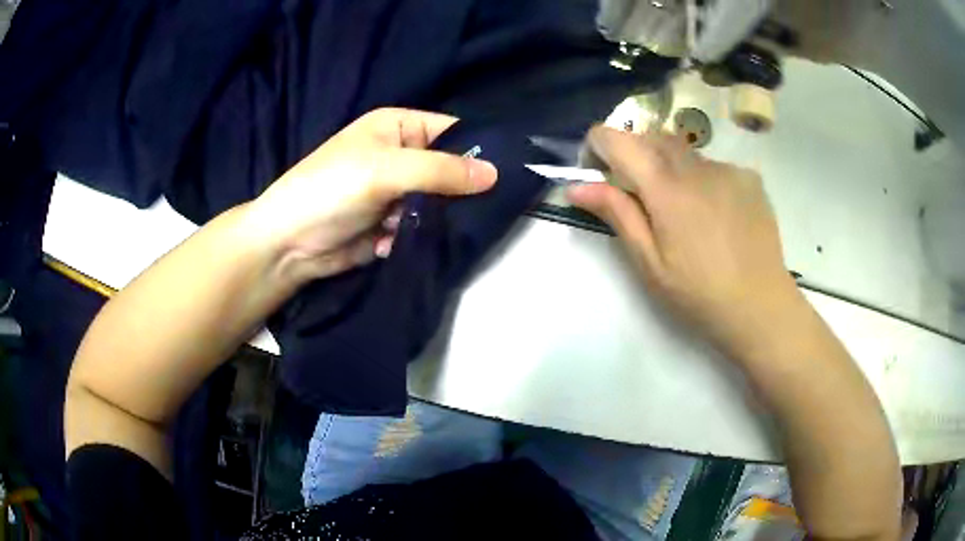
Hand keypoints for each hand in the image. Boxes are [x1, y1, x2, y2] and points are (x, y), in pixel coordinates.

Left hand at [243, 108, 497, 282]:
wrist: (288, 244)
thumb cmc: (331, 190)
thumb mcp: (385, 170)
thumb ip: (441, 171)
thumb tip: (495, 174)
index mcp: (399, 127)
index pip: (453, 130)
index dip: (480, 149)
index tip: (510, 174)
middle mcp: (401, 155)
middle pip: (449, 169)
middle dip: (460, 191)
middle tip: (479, 212)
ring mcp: (396, 191)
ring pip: (438, 203)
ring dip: (434, 218)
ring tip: (419, 229)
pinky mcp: (390, 223)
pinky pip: (420, 226)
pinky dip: (414, 236)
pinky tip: (392, 243)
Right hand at [567, 126, 802, 355]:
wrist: (761, 307)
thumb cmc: (699, 295)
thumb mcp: (650, 263)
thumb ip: (617, 214)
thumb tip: (576, 185)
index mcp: (666, 188)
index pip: (617, 139)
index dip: (597, 145)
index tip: (597, 169)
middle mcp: (696, 166)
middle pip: (650, 137)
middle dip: (634, 155)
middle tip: (638, 196)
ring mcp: (727, 168)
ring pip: (683, 152)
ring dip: (669, 167)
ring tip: (683, 212)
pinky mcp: (749, 177)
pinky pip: (713, 165)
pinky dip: (701, 178)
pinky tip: (715, 214)